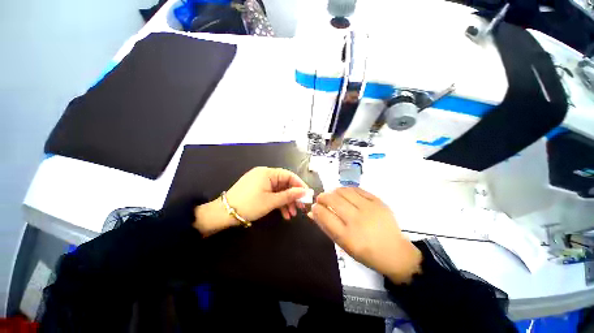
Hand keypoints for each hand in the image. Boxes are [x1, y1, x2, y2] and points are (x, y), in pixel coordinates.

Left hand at [194, 167, 308, 235]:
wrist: (223, 214)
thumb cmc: (249, 205)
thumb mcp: (271, 201)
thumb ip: (289, 195)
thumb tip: (305, 191)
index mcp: (268, 173)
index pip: (289, 175)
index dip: (299, 185)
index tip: (307, 195)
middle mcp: (265, 174)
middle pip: (284, 183)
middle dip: (293, 196)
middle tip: (300, 208)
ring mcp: (261, 182)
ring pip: (279, 190)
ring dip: (286, 202)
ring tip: (291, 215)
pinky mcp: (257, 189)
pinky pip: (272, 193)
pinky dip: (278, 202)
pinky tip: (284, 214)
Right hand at [308, 187, 421, 283]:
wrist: (395, 253)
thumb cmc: (366, 253)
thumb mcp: (343, 245)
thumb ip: (326, 227)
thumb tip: (313, 212)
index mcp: (347, 236)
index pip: (324, 215)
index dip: (316, 208)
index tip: (314, 206)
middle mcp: (357, 220)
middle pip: (333, 200)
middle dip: (322, 197)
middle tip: (321, 199)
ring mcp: (369, 209)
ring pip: (344, 191)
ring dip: (333, 191)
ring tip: (332, 195)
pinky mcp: (378, 201)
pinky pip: (357, 189)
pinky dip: (347, 189)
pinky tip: (345, 193)